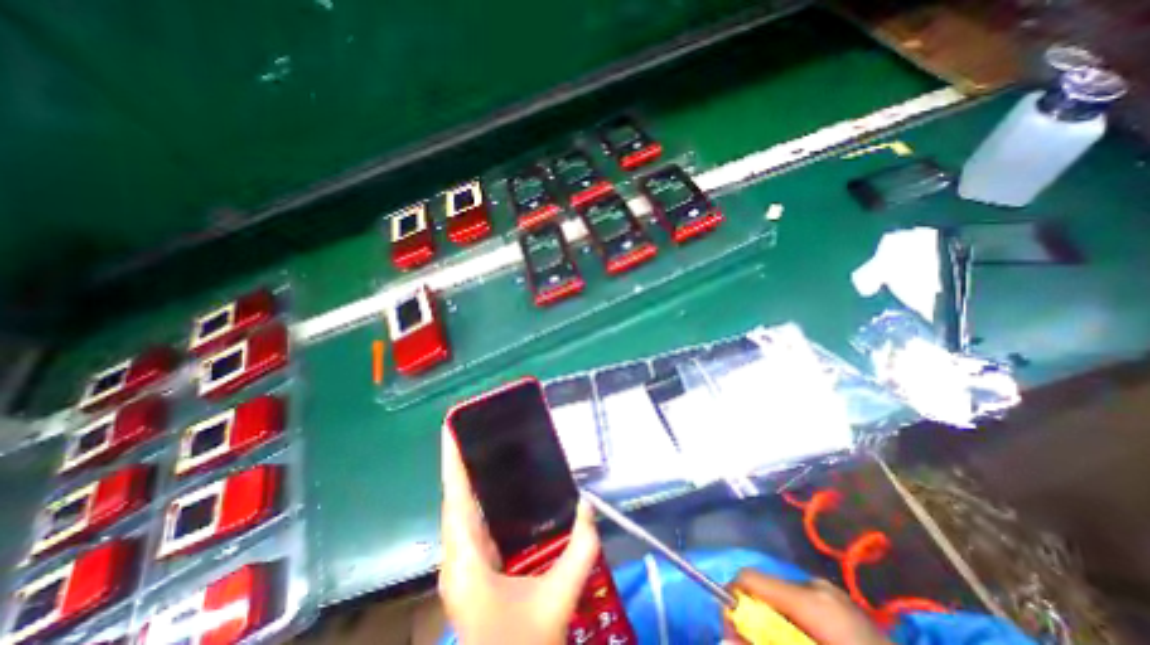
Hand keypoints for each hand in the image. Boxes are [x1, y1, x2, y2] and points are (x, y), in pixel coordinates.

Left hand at [439, 429, 603, 644]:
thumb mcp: (558, 600)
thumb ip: (580, 550)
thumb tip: (588, 505)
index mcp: (466, 561)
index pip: (455, 499)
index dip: (452, 462)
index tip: (450, 429)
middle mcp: (456, 558)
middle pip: (455, 500)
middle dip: (463, 463)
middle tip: (482, 430)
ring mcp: (460, 566)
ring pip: (461, 512)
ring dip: (470, 481)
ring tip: (489, 450)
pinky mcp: (470, 570)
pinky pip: (471, 524)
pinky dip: (479, 501)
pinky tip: (500, 491)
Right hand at [721, 569, 891, 643]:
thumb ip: (764, 644)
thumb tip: (726, 639)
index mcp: (810, 599)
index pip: (749, 579)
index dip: (733, 602)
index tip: (731, 632)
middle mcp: (816, 586)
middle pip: (764, 590)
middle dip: (754, 618)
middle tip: (750, 644)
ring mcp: (831, 595)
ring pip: (781, 600)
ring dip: (774, 625)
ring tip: (779, 642)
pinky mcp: (841, 608)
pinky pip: (801, 608)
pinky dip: (792, 628)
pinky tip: (801, 643)